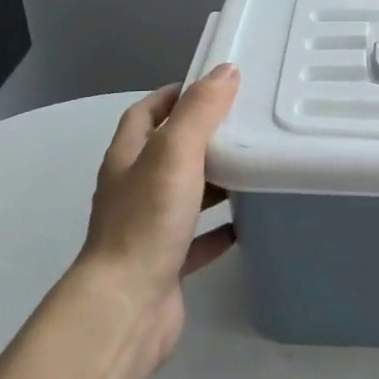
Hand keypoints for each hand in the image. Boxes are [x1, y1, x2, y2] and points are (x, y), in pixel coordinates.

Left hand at [76, 64, 240, 363]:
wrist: (126, 308)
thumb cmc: (147, 221)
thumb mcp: (175, 153)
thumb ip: (199, 111)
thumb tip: (225, 71)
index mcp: (127, 159)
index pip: (145, 113)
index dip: (173, 95)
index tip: (211, 86)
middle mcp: (132, 190)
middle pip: (166, 153)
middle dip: (200, 136)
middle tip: (244, 125)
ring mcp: (147, 229)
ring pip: (183, 194)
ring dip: (212, 181)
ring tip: (252, 168)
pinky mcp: (164, 263)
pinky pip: (196, 238)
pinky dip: (219, 229)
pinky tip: (247, 224)